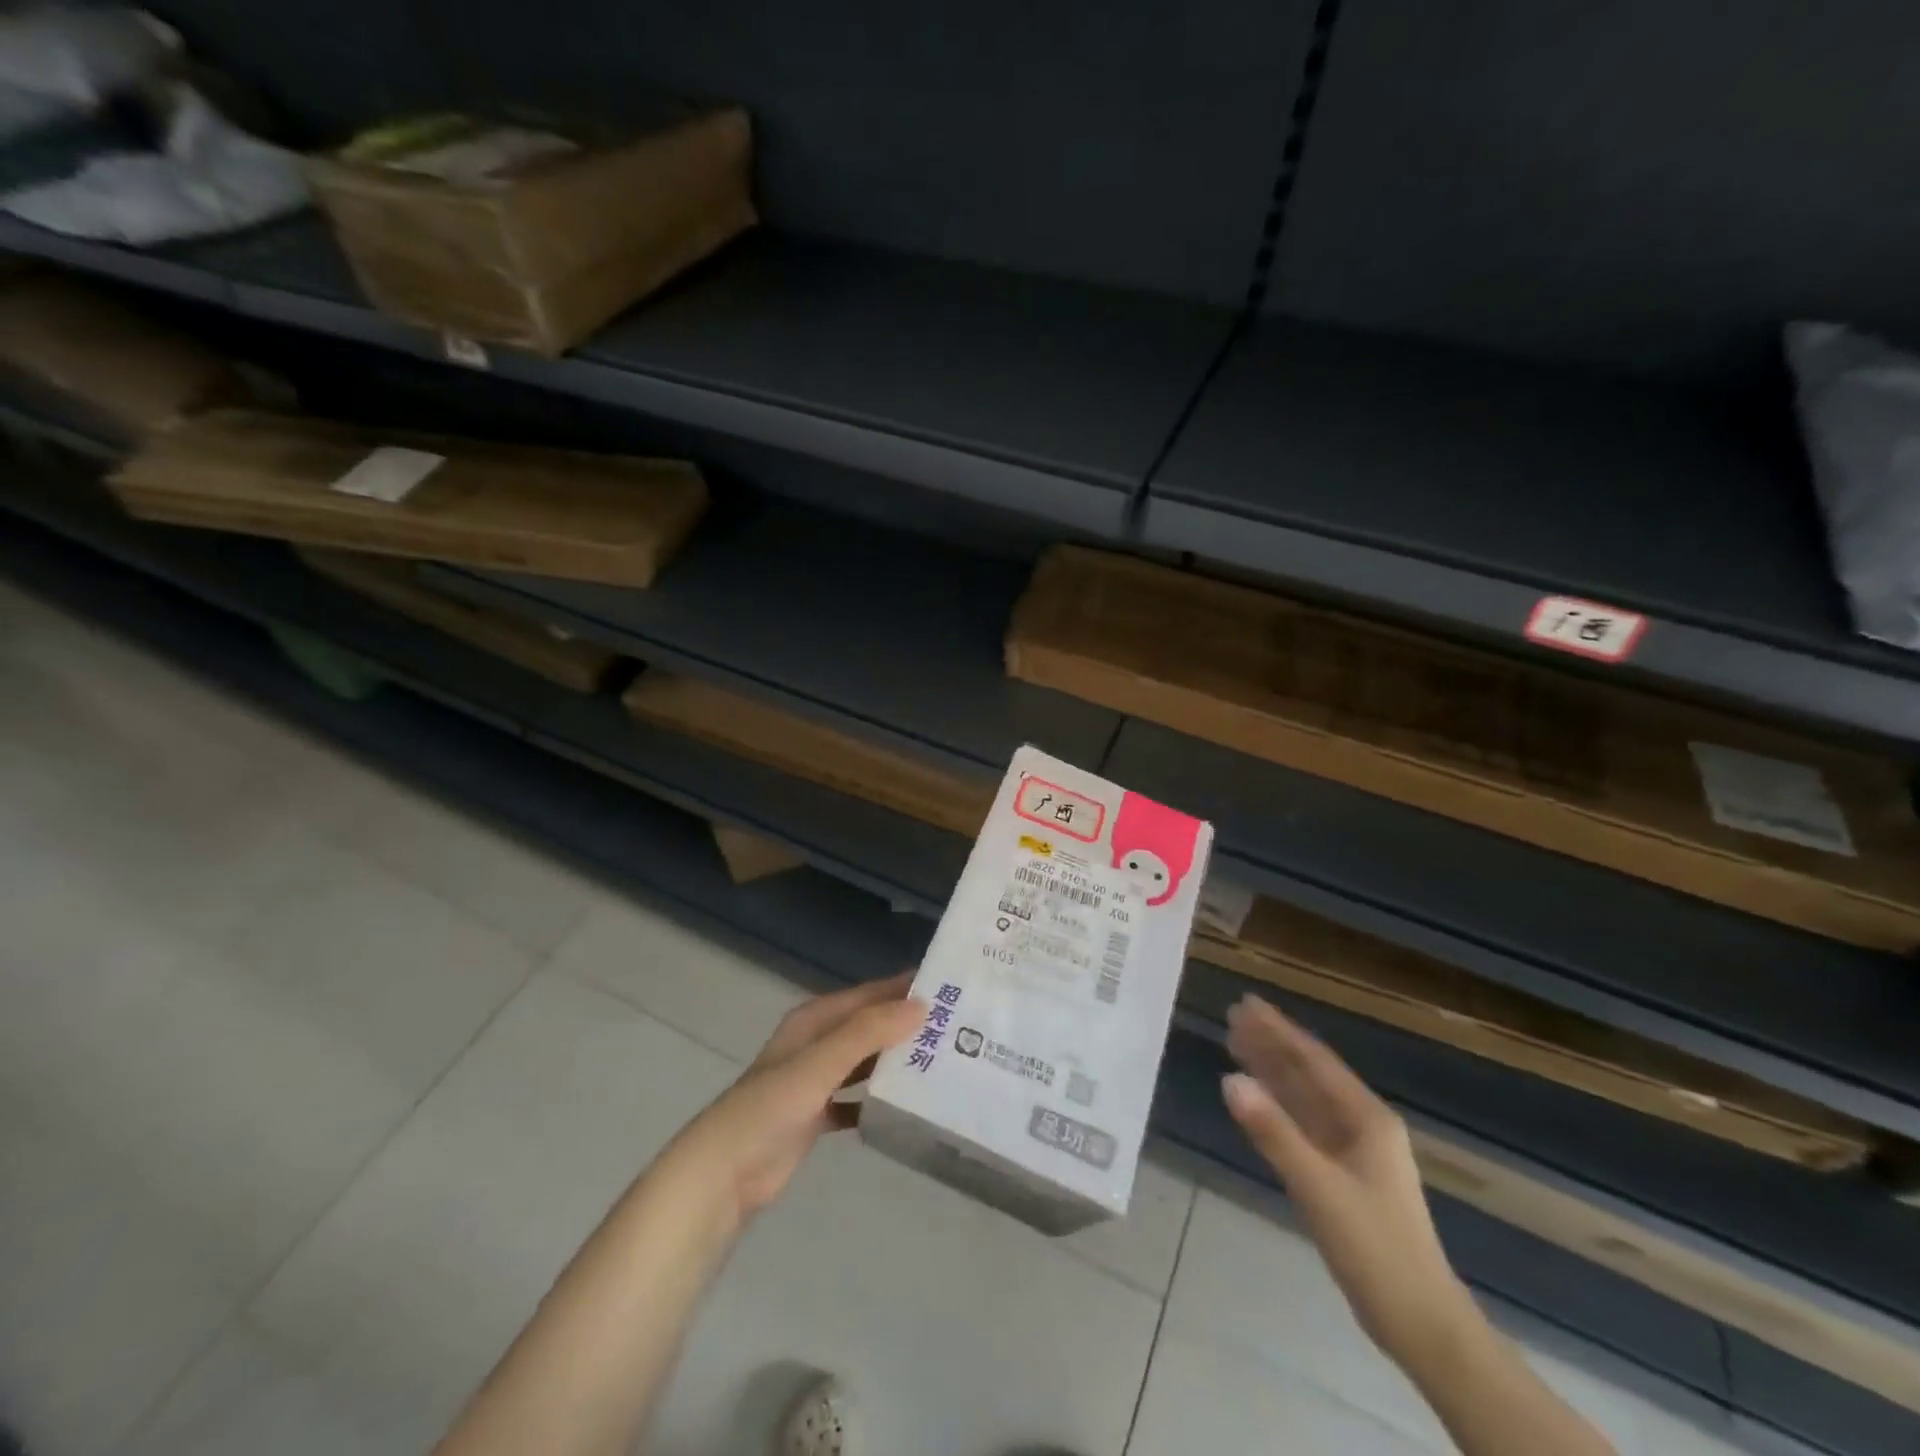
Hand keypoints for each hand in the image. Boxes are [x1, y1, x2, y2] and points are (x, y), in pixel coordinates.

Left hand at [655, 973, 923, 1230]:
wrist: (723, 1173)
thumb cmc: (769, 1107)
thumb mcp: (819, 1063)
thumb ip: (867, 1033)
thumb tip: (921, 1006)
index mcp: (815, 1020)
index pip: (868, 995)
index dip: (903, 990)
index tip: (948, 989)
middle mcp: (817, 1043)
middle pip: (869, 1026)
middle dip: (906, 1025)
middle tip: (955, 1029)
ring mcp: (816, 1080)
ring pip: (865, 1062)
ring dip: (896, 1060)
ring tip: (942, 1061)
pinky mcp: (817, 1115)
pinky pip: (857, 1098)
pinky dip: (878, 1099)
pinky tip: (907, 1105)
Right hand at [1223, 995, 1471, 1361]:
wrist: (1420, 1321)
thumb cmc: (1374, 1247)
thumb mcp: (1319, 1187)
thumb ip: (1273, 1133)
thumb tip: (1230, 1079)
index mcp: (1367, 1118)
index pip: (1314, 1060)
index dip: (1279, 1030)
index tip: (1246, 1004)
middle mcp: (1362, 1125)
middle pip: (1309, 1073)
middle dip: (1272, 1044)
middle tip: (1233, 1016)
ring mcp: (1353, 1151)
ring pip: (1305, 1097)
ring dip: (1272, 1070)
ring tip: (1236, 1044)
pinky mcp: (1342, 1174)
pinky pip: (1304, 1124)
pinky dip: (1278, 1105)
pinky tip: (1256, 1099)